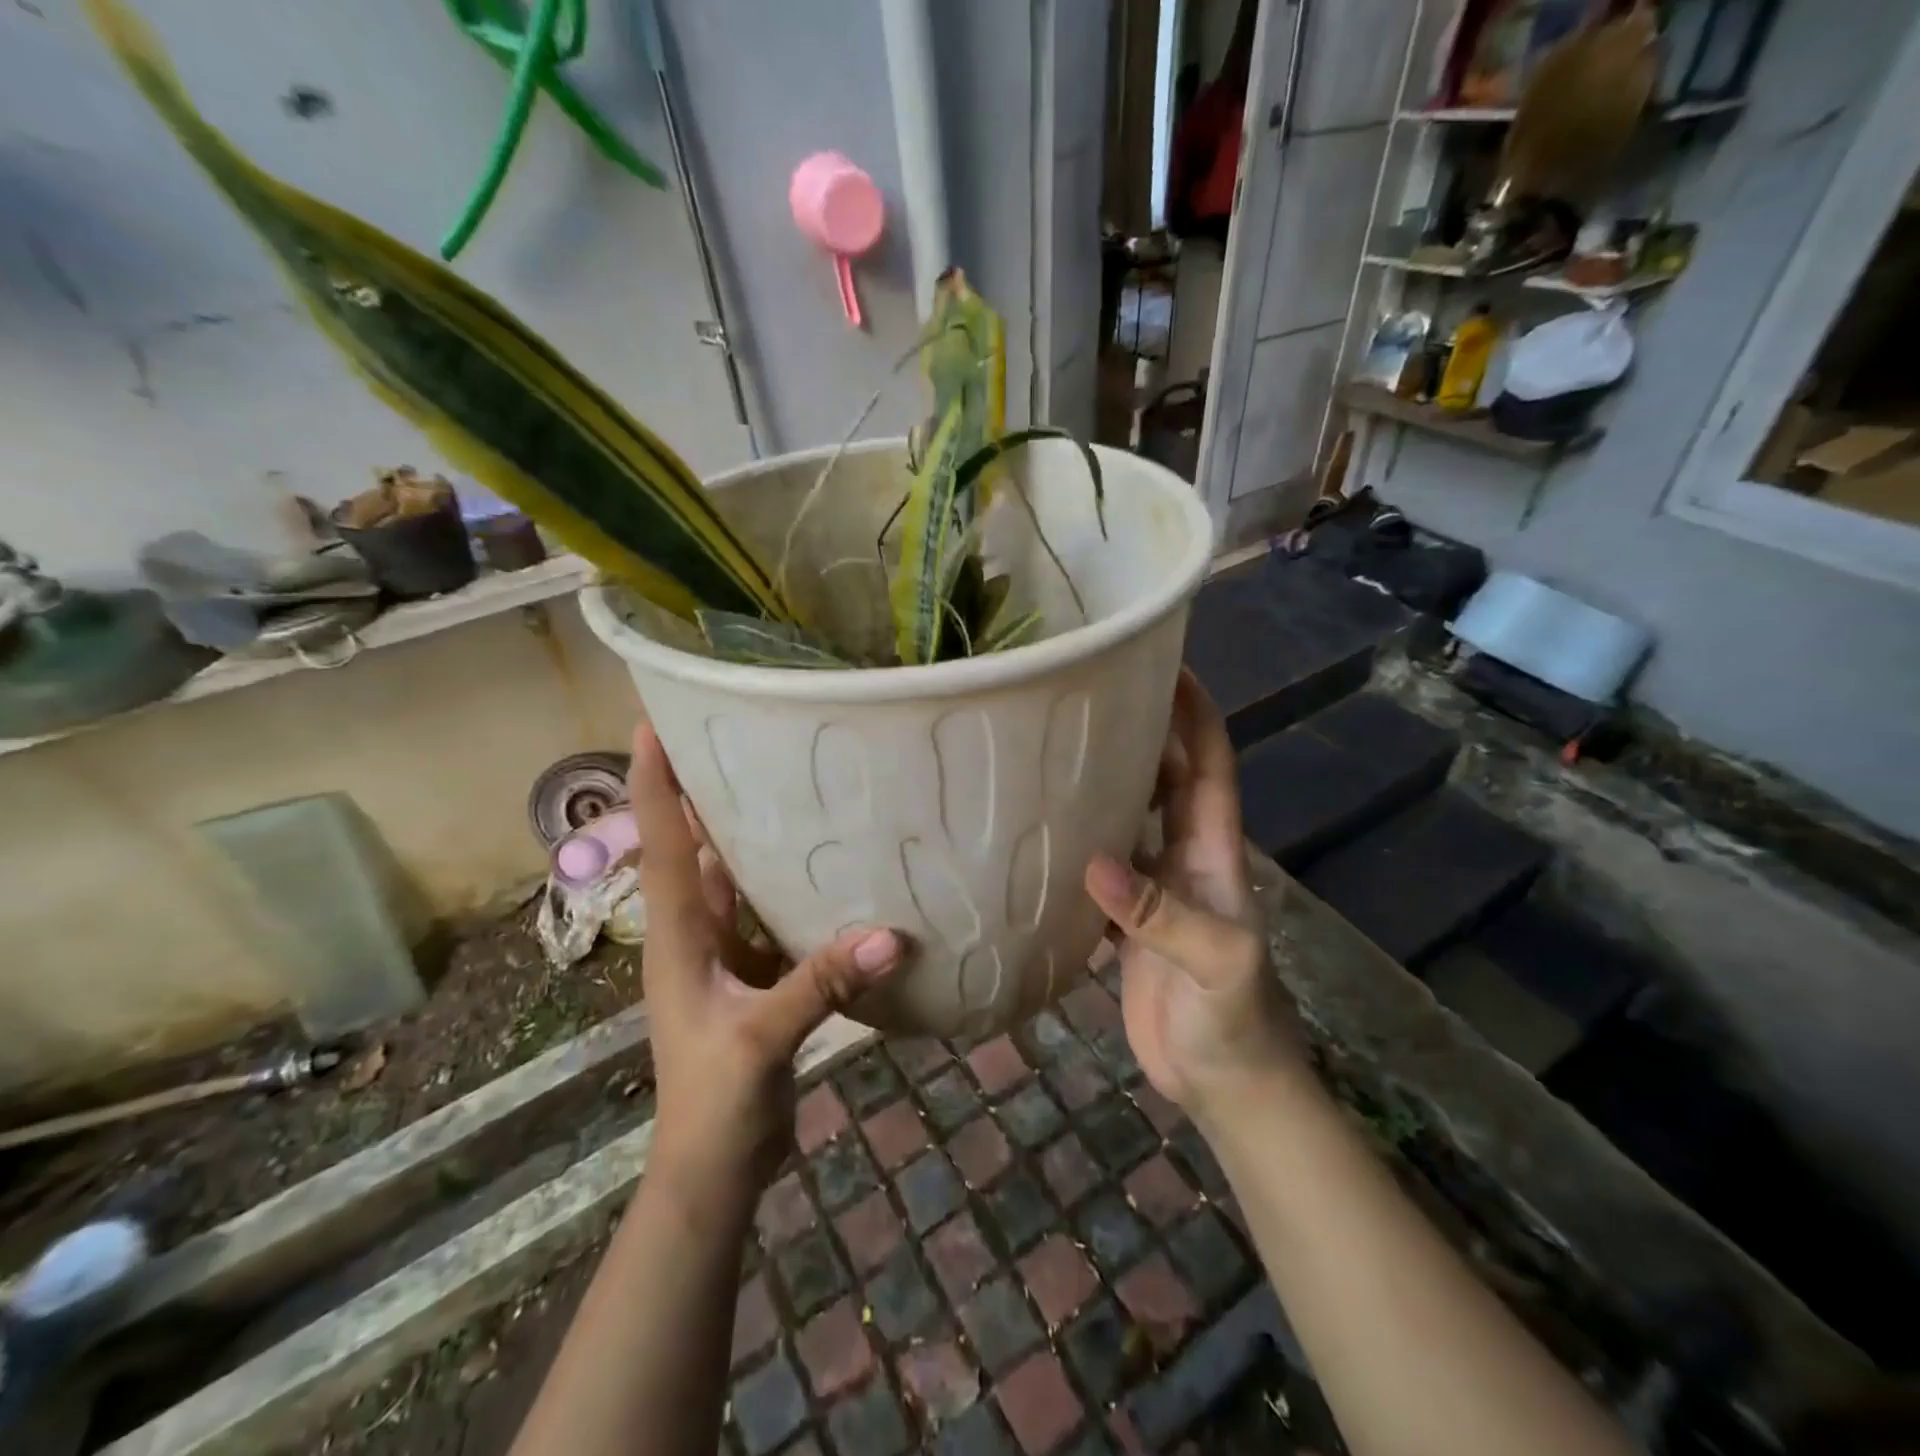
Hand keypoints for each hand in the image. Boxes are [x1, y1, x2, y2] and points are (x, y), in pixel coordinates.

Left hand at [628, 725, 904, 1194]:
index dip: (654, 785)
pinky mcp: (753, 976)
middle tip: (736, 736)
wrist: (715, 1169)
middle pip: (692, 849)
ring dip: (749, 837)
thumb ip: (820, 984)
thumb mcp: (761, 1039)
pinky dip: (787, 887)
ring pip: (732, 879)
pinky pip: (767, 915)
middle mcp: (693, 934)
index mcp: (677, 937)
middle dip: (704, 794)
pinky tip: (824, 866)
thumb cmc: (715, 1102)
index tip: (651, 724)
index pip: (661, 845)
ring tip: (785, 784)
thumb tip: (891, 934)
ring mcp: (722, 956)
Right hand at [1082, 671, 1302, 1123]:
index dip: (1195, 712)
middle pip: (1164, 777)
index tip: (1166, 663)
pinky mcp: (1125, 922)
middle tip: (1089, 691)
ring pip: (1128, 816)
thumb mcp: (1215, 965)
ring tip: (1053, 744)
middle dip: (1142, 729)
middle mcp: (1183, 857)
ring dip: (1103, 780)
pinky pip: (1098, 866)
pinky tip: (1037, 828)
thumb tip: (1095, 863)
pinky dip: (1075, 841)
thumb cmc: (1235, 1021)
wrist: (1226, 1086)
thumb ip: (1160, 915)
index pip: (1209, 763)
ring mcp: (1153, 888)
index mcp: (1213, 851)